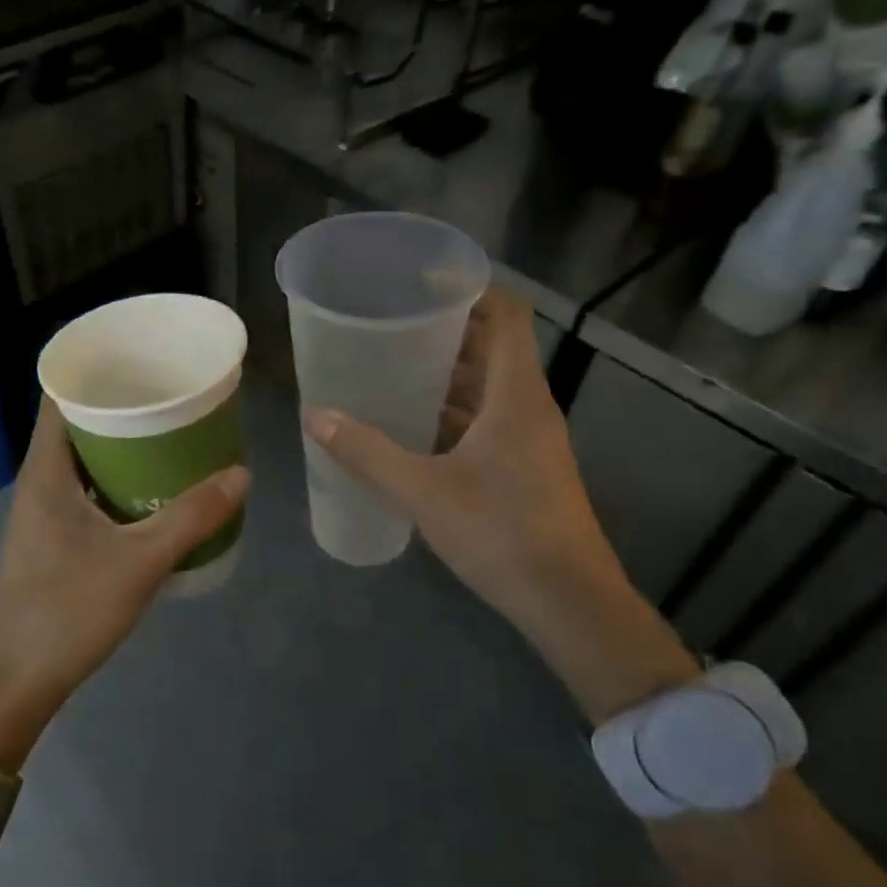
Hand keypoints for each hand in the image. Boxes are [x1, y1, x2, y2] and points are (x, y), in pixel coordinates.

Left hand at [0, 402, 248, 767]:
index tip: (142, 358)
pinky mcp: (55, 537)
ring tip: (175, 435)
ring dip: (125, 446)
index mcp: (46, 469)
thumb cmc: (68, 610)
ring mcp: (45, 511)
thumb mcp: (140, 561)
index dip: (96, 369)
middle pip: (79, 423)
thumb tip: (241, 474)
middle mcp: (40, 480)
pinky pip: (90, 489)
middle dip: (124, 406)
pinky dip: (120, 479)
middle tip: (175, 396)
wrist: (17, 679)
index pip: (61, 394)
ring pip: (86, 459)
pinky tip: (157, 490)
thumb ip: (193, 517)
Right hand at [303, 289, 696, 717]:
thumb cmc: (501, 534)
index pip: (507, 315)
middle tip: (389, 327)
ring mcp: (532, 439)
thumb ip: (368, 453)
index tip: (421, 282)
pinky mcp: (527, 468)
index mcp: (516, 395)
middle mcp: (529, 407)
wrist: (569, 603)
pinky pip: (489, 421)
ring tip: (392, 371)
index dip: (470, 289)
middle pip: (493, 347)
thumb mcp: (424, 492)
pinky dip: (454, 413)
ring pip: (490, 388)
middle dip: (444, 332)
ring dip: (447, 376)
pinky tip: (414, 429)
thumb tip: (316, 417)